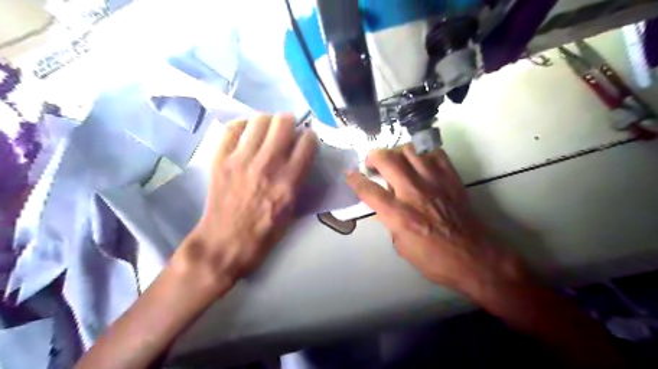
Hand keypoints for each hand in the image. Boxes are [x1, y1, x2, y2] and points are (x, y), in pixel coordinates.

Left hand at [173, 114, 316, 290]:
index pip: (307, 142)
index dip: (310, 137)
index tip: (306, 140)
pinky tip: (247, 133)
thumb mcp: (292, 209)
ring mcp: (241, 160)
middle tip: (287, 130)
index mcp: (288, 181)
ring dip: (268, 122)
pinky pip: (233, 128)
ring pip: (259, 119)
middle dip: (290, 122)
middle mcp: (267, 165)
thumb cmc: (264, 232)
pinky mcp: (220, 159)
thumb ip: (299, 179)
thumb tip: (300, 156)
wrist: (225, 243)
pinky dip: (243, 126)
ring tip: (266, 131)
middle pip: (283, 123)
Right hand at [347, 144, 526, 296]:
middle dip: (373, 156)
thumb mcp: (401, 246)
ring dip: (397, 153)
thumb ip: (390, 221)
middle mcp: (413, 192)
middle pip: (386, 159)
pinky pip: (434, 153)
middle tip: (373, 164)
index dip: (355, 179)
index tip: (349, 174)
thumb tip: (387, 205)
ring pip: (409, 150)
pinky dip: (423, 155)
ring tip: (396, 162)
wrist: (475, 257)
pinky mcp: (451, 177)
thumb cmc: (435, 259)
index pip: (368, 190)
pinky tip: (421, 166)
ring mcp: (434, 181)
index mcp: (399, 215)